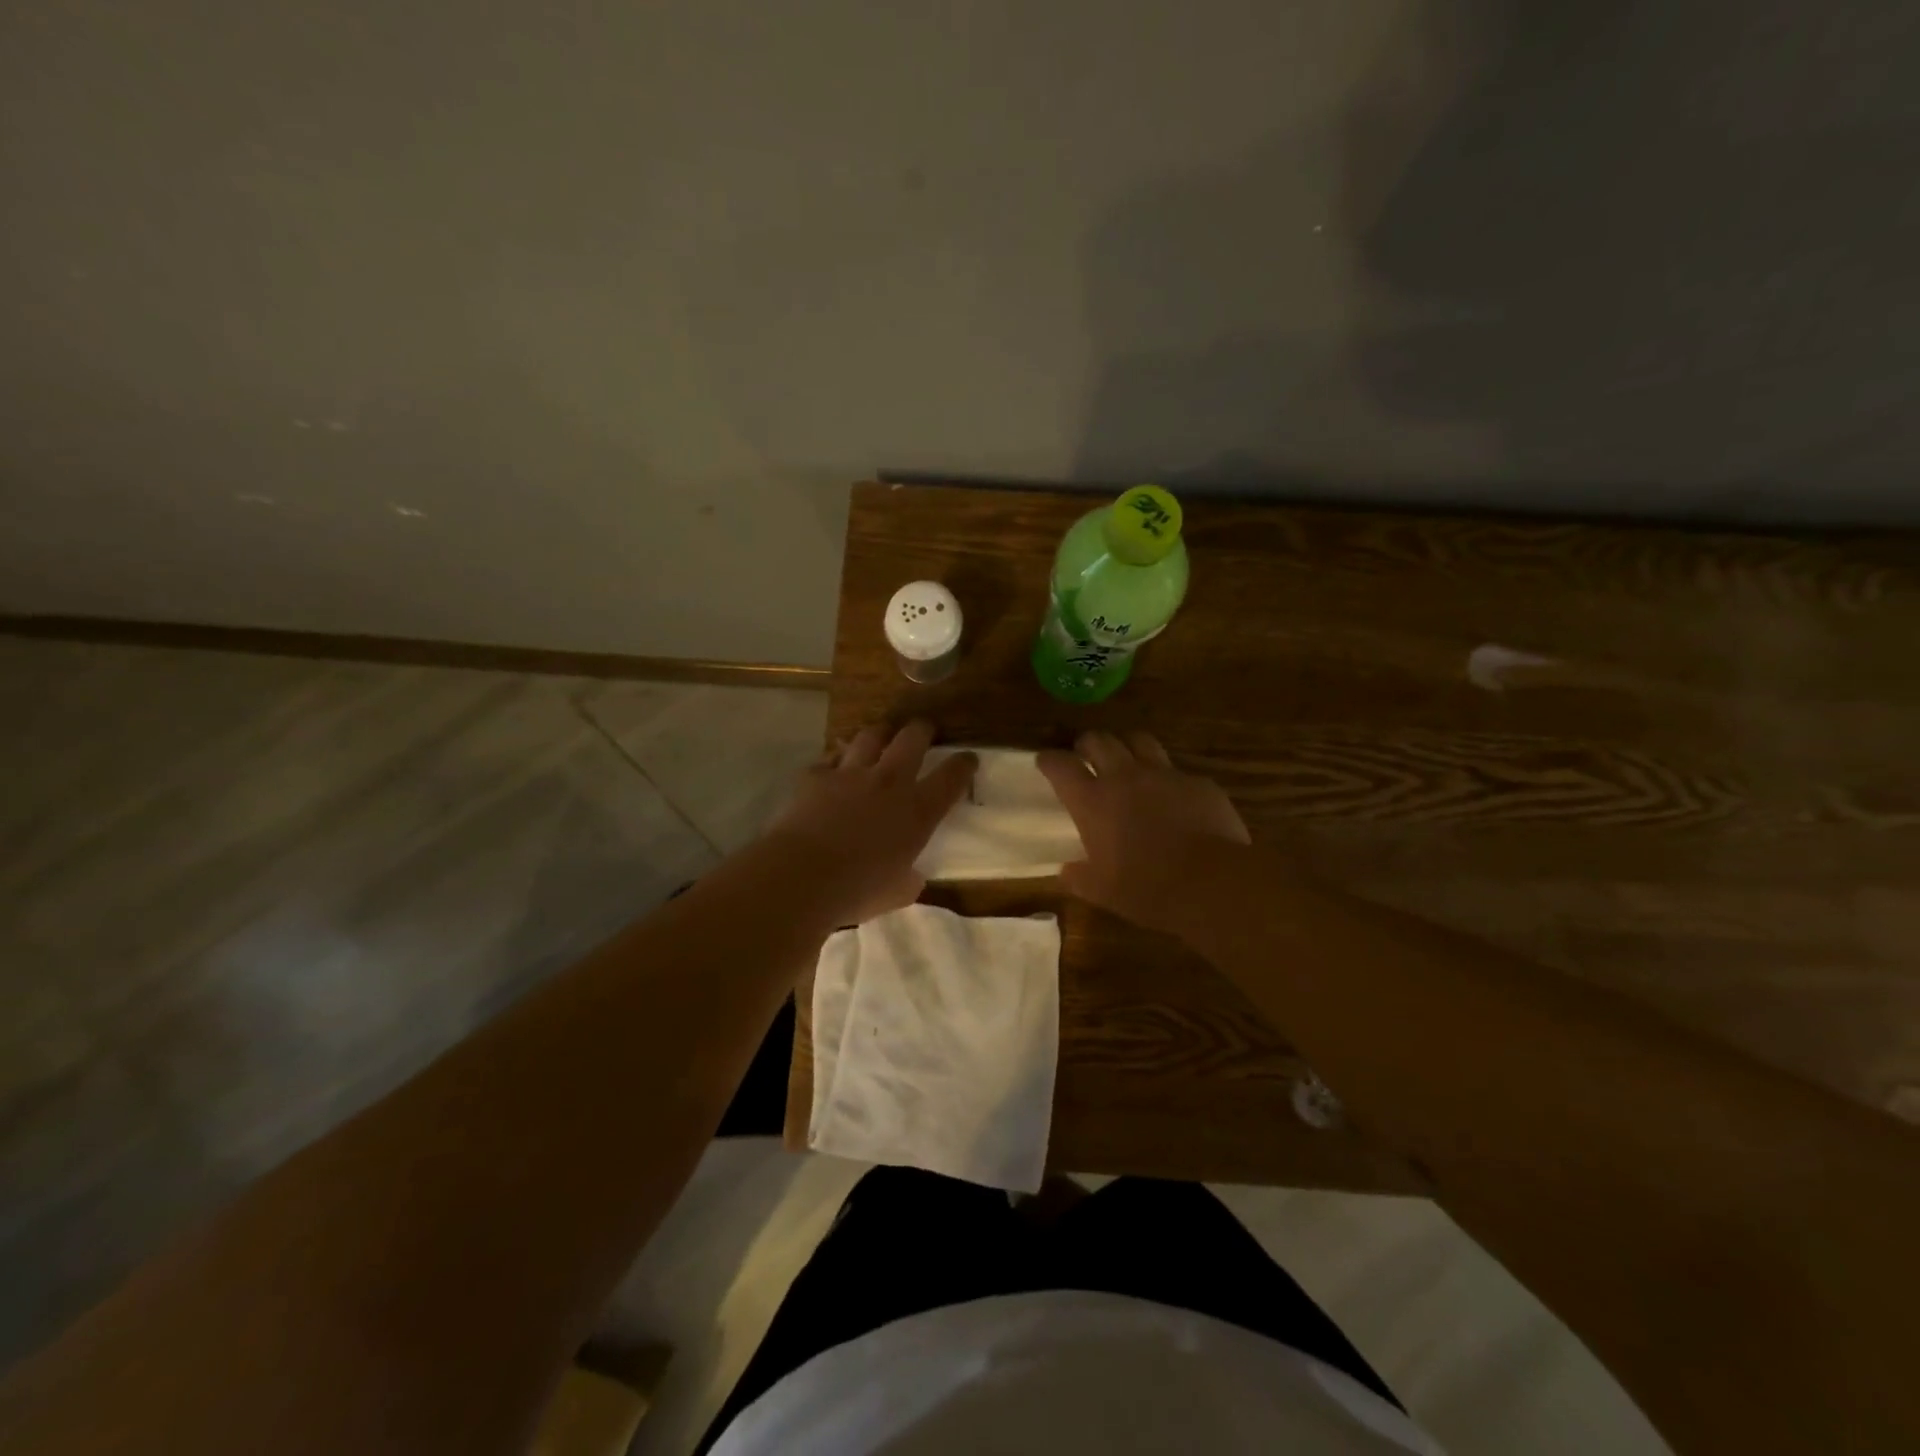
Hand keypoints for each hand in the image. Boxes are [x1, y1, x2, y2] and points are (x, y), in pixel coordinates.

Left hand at [766, 720, 976, 924]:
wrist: (802, 877)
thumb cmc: (857, 891)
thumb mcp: (896, 893)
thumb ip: (908, 880)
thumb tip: (910, 877)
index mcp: (918, 811)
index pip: (952, 777)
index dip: (963, 764)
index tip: (968, 759)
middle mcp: (889, 782)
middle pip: (913, 738)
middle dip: (922, 730)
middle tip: (924, 731)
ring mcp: (850, 774)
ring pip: (871, 736)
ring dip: (879, 734)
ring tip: (880, 737)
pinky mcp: (815, 776)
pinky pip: (829, 758)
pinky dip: (835, 761)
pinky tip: (833, 768)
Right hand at [1038, 730, 1250, 935]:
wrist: (1211, 882)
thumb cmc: (1147, 889)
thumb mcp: (1102, 891)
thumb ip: (1079, 877)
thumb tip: (1066, 872)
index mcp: (1093, 802)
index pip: (1061, 766)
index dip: (1050, 760)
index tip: (1045, 761)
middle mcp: (1124, 778)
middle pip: (1099, 740)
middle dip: (1088, 744)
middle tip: (1086, 755)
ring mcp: (1164, 775)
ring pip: (1140, 741)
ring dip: (1128, 746)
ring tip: (1128, 760)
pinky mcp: (1198, 783)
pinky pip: (1178, 771)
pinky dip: (1169, 779)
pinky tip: (1174, 797)